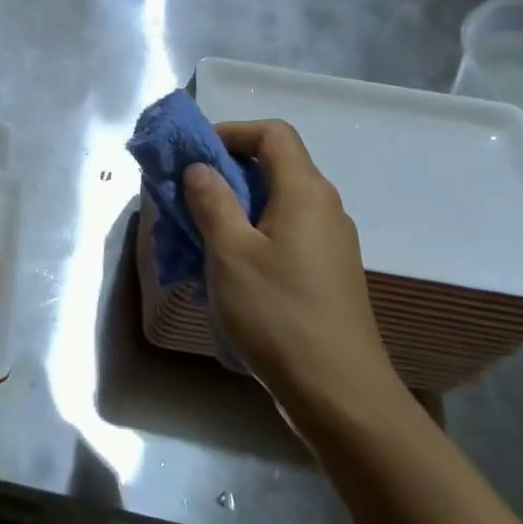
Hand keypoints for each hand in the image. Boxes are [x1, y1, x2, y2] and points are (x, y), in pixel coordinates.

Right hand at [182, 120, 408, 437]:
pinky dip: (250, 234)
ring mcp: (329, 242)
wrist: (339, 392)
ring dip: (233, 206)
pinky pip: (283, 234)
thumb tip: (200, 167)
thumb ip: (211, 201)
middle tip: (183, 195)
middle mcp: (324, 208)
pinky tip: (226, 267)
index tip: (192, 154)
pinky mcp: (326, 272)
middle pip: (273, 166)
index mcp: (305, 192)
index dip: (230, 131)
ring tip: (196, 233)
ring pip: (275, 203)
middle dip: (224, 172)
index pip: (272, 133)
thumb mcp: (230, 252)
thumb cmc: (278, 313)